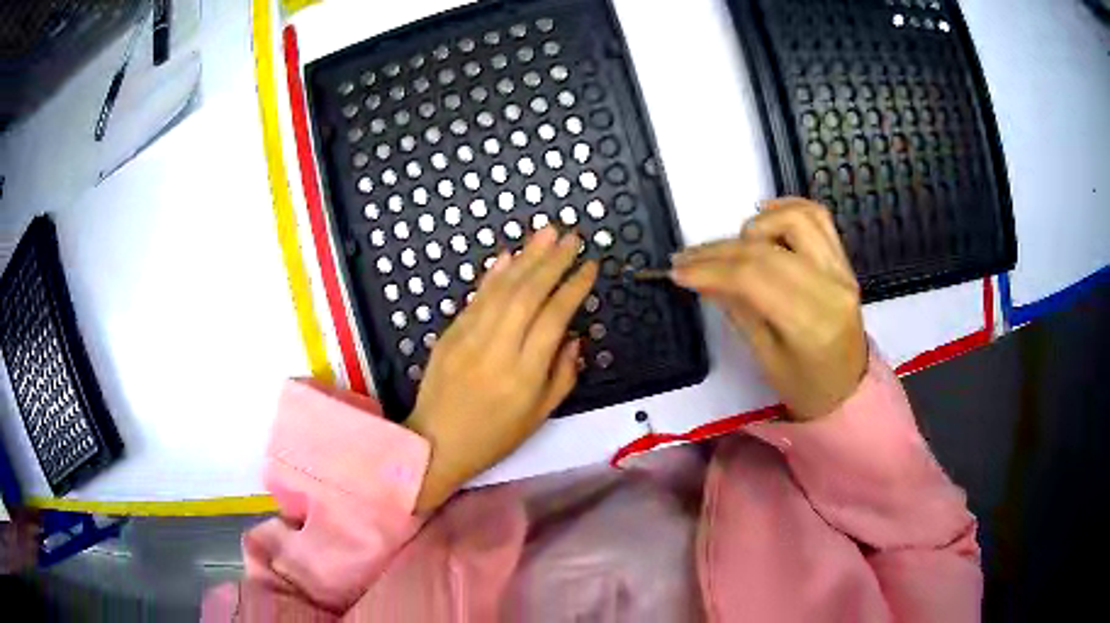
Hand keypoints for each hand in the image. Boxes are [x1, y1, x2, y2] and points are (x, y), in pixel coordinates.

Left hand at [406, 227, 597, 511]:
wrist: (436, 443)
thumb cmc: (493, 437)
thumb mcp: (539, 416)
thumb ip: (562, 375)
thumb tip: (573, 336)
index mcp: (524, 374)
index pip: (554, 317)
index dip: (574, 287)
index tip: (590, 266)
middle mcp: (497, 349)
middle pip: (528, 294)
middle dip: (553, 261)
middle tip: (572, 237)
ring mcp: (468, 338)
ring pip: (501, 289)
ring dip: (526, 257)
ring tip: (547, 232)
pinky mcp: (449, 334)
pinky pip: (475, 298)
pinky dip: (494, 274)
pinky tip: (509, 256)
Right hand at [671, 198, 866, 421]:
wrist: (849, 388)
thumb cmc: (806, 387)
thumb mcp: (765, 359)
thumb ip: (738, 311)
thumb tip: (704, 277)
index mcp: (811, 324)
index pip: (753, 278)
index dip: (710, 269)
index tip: (678, 271)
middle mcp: (831, 288)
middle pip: (766, 250)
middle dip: (719, 250)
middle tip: (687, 259)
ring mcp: (841, 269)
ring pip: (793, 220)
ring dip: (754, 227)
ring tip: (733, 247)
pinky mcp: (843, 260)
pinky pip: (817, 217)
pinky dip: (786, 208)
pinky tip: (762, 216)